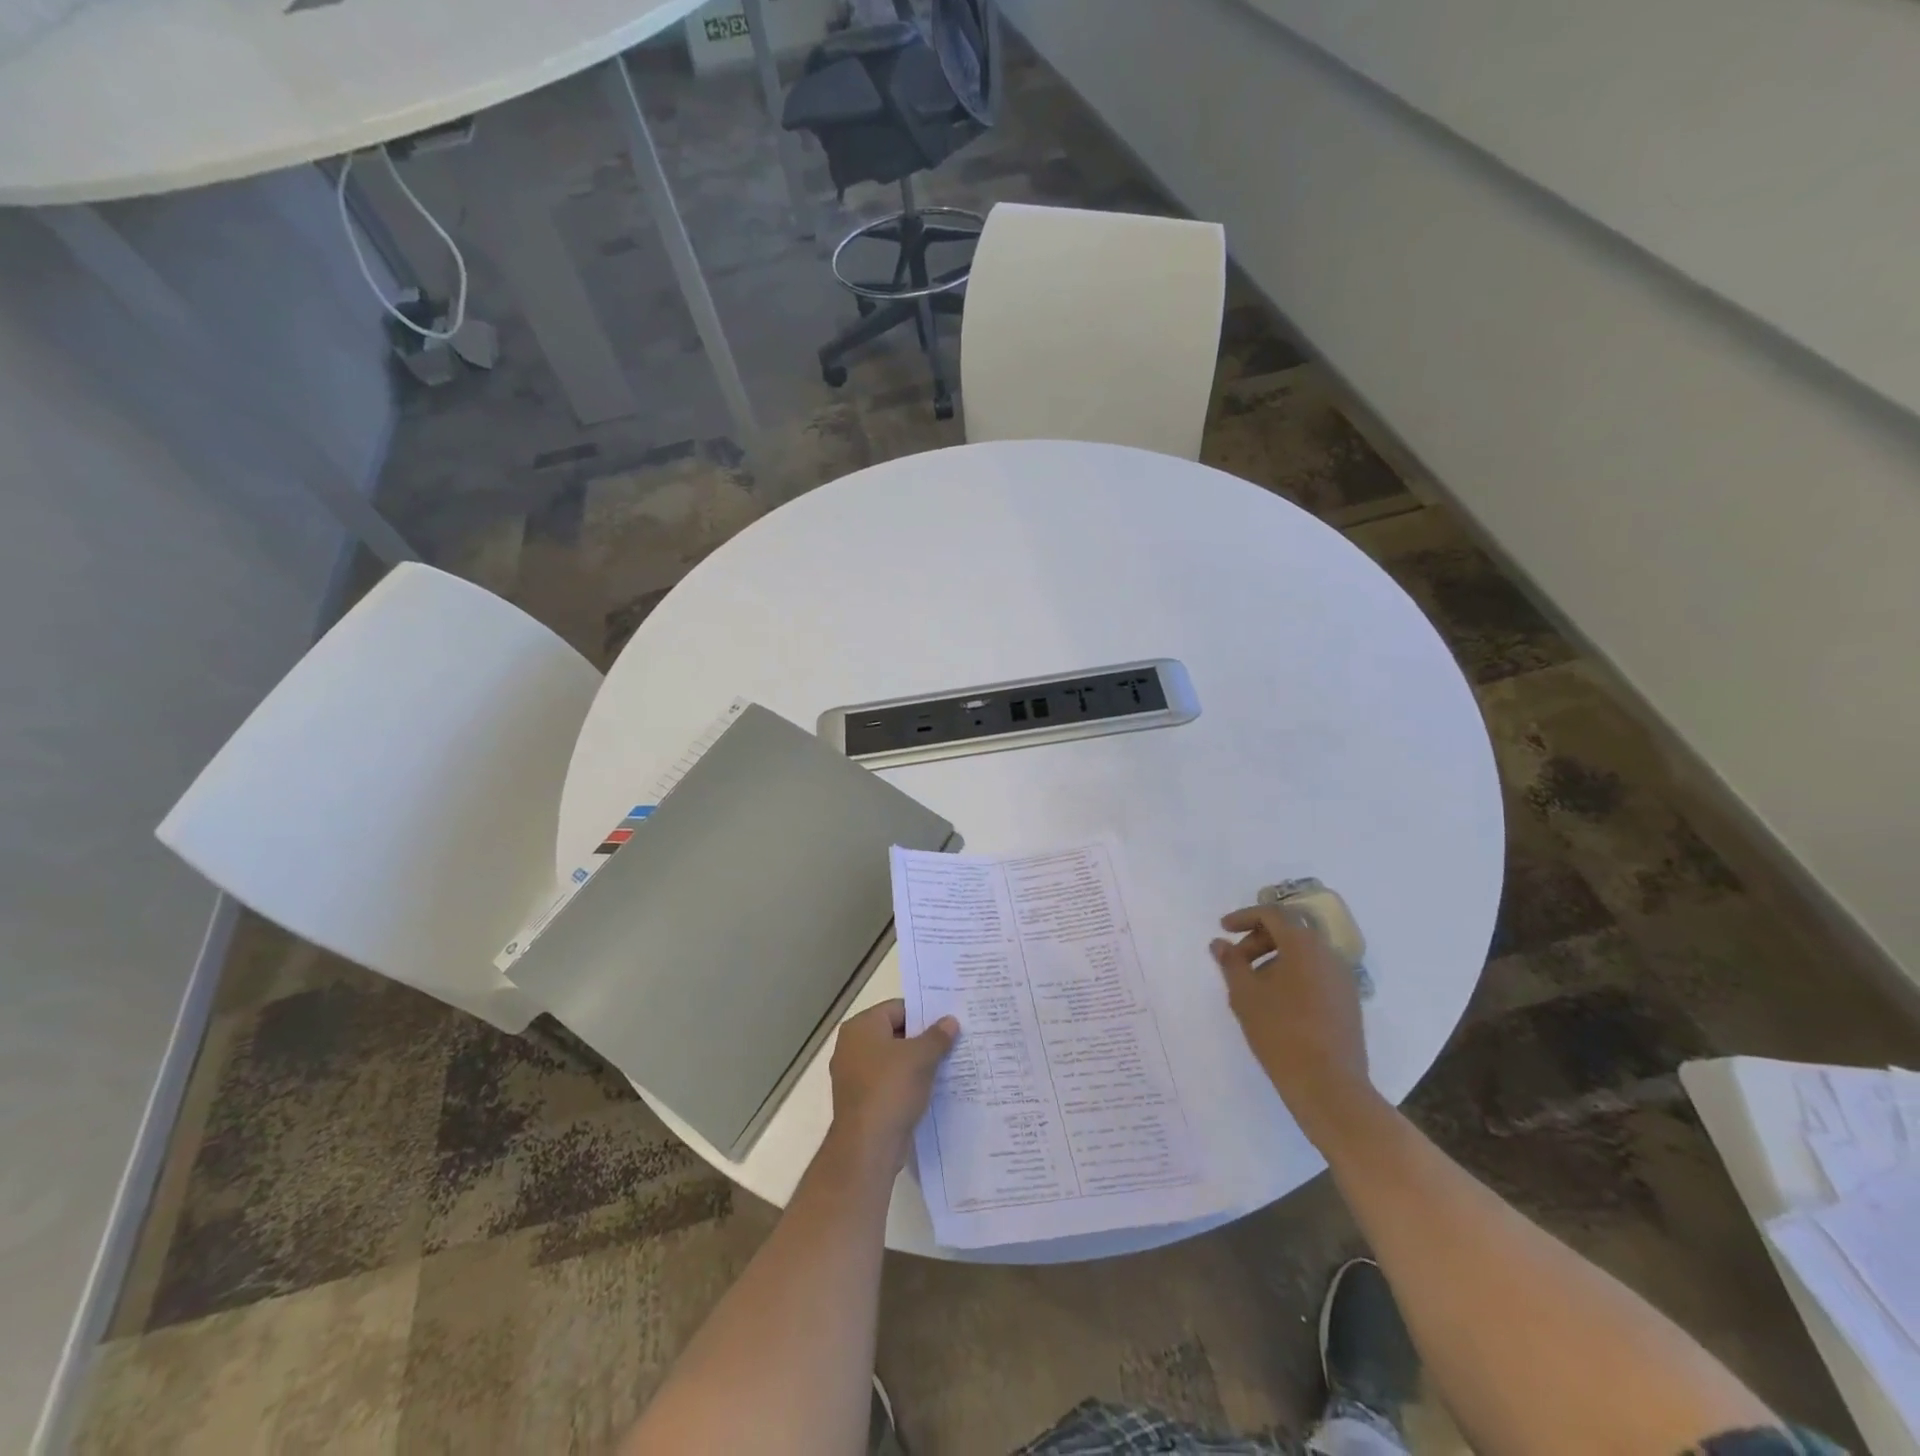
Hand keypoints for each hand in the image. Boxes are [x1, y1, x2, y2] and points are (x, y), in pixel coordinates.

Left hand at [828, 1000, 958, 1167]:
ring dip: (917, 1063)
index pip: (897, 1008)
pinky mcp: (862, 1101)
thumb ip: (937, 1036)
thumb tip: (950, 1021)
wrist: (867, 1147)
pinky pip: (889, 1083)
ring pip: (893, 1060)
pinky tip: (931, 1089)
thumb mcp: (921, 1057)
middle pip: (895, 1033)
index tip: (948, 1022)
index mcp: (861, 1027)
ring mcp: (854, 1075)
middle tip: (953, 1042)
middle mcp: (852, 1046)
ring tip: (948, 1064)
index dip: (924, 1014)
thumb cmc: (891, 1089)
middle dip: (923, 1039)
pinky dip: (907, 1084)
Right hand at [1211, 905, 1372, 1141]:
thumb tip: (1220, 943)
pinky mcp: (1348, 1002)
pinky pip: (1316, 974)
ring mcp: (1343, 979)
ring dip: (1274, 959)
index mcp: (1304, 945)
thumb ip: (1231, 963)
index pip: (1273, 914)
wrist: (1329, 1086)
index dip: (1244, 916)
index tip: (1223, 929)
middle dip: (1258, 940)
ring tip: (1252, 985)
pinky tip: (1276, 1003)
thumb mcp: (1245, 994)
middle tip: (1235, 961)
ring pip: (1304, 954)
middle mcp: (1329, 954)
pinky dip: (1293, 976)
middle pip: (1290, 932)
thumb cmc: (1281, 1032)